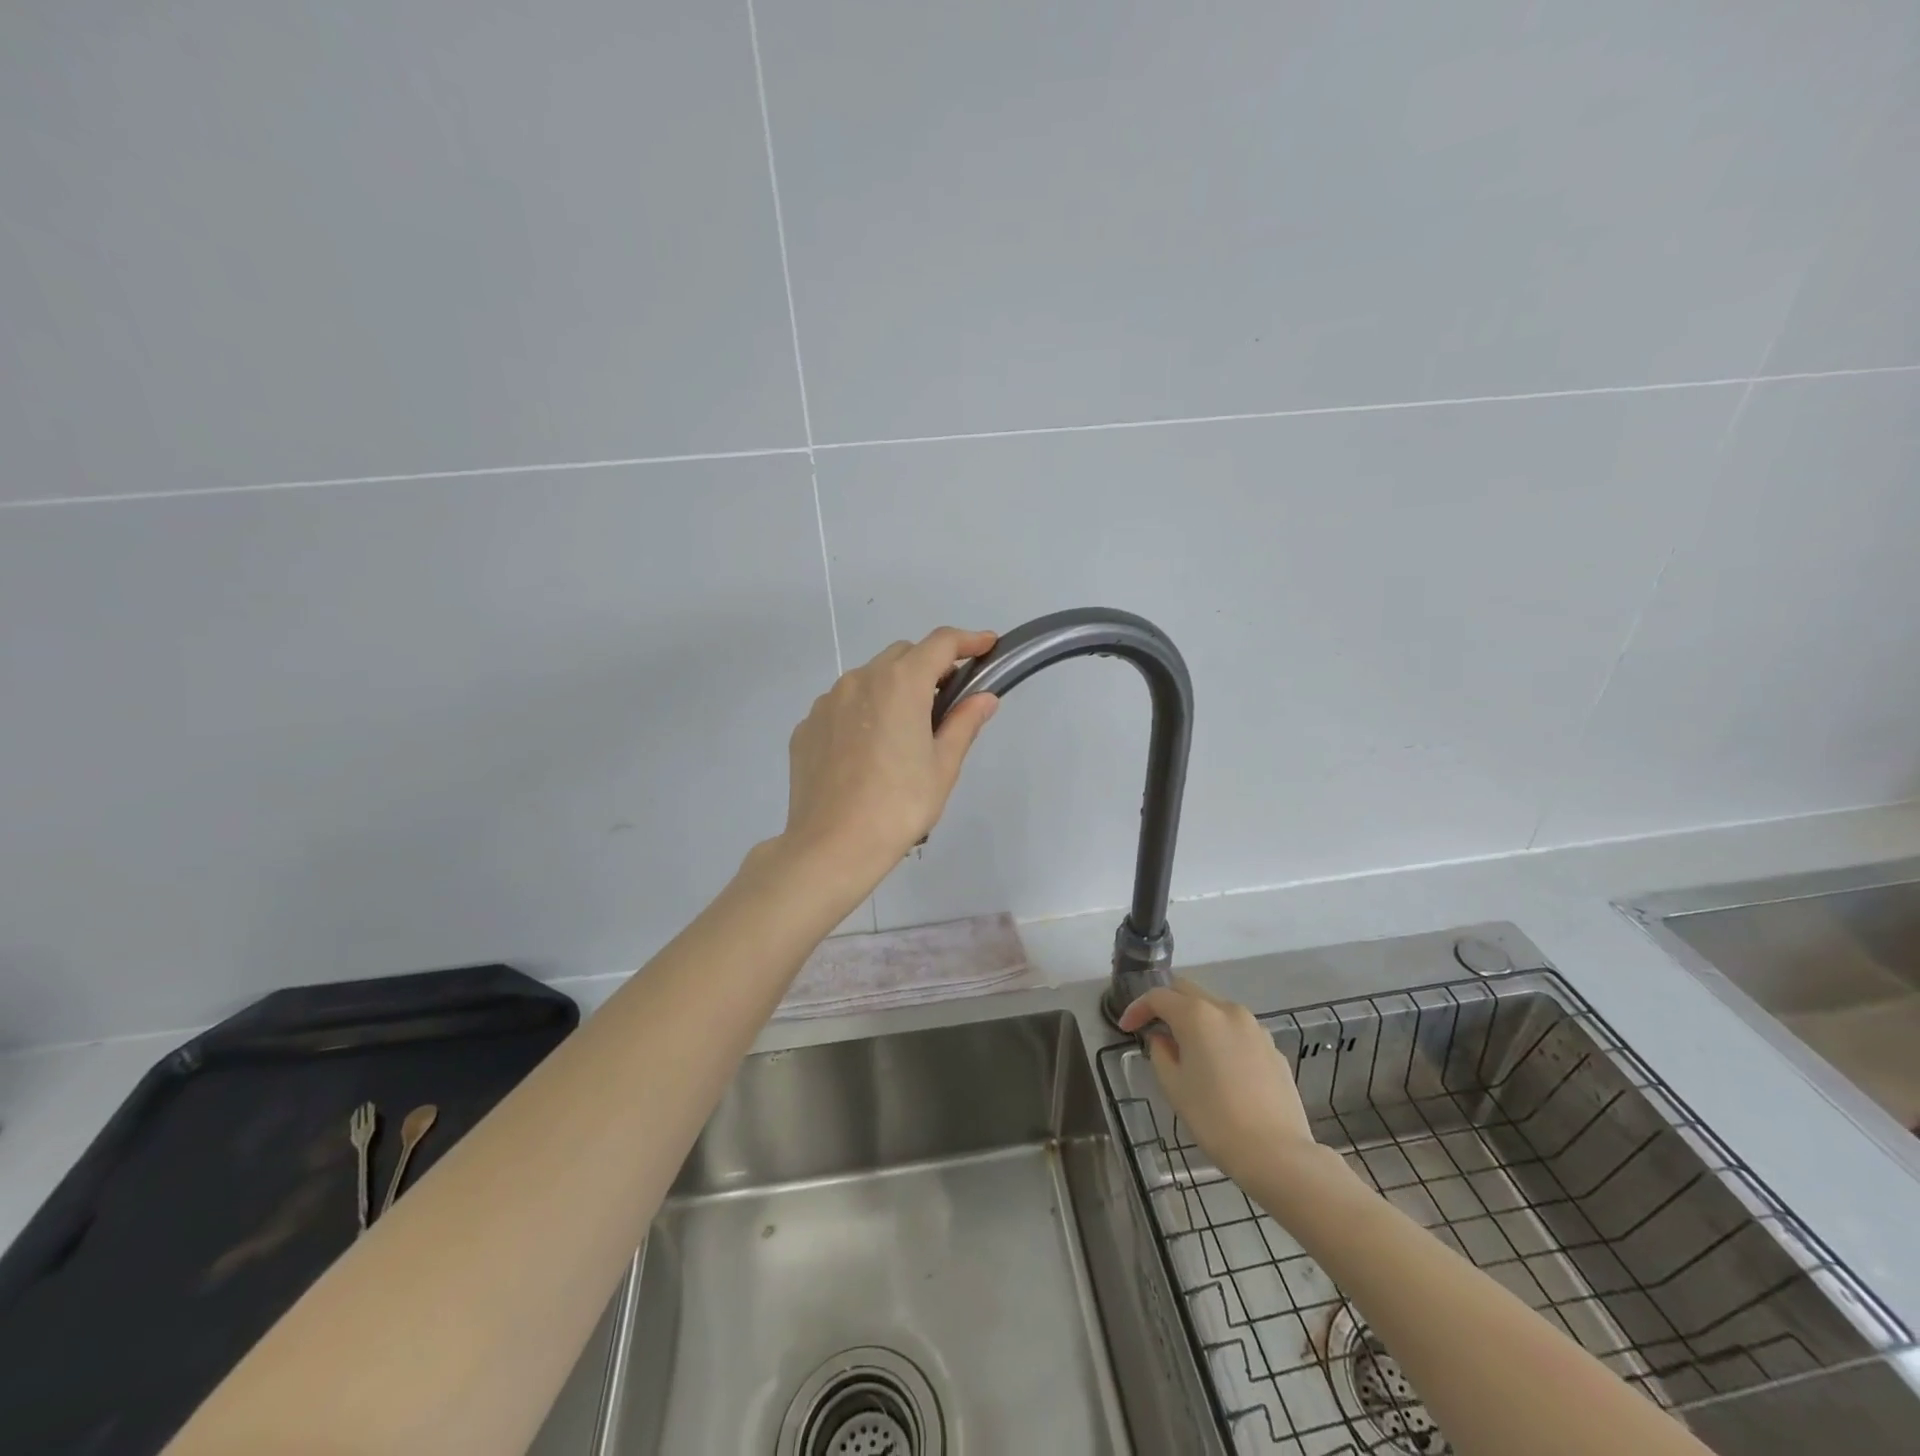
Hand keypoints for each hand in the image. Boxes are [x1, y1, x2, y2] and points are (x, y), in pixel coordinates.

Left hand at [781, 627, 999, 882]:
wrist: (831, 846)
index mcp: (900, 684)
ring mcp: (827, 702)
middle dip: (928, 666)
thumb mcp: (943, 767)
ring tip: (903, 731)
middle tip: (947, 699)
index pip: (940, 643)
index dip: (968, 640)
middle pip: (902, 656)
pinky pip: (841, 706)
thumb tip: (984, 697)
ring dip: (892, 689)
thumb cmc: (899, 806)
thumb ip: (963, 723)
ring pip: (868, 679)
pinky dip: (862, 712)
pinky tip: (868, 751)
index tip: (987, 645)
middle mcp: (859, 680)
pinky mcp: (806, 727)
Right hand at [1119, 980, 1315, 1185]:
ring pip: (1215, 1008)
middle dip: (1166, 1004)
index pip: (1158, 997)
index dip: (1137, 1009)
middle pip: (1188, 991)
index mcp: (1197, 1015)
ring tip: (1187, 1049)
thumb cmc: (1214, 1119)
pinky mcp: (1272, 1047)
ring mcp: (1254, 1027)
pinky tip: (1219, 1067)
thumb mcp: (1174, 1087)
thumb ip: (1160, 1053)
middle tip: (1152, 1027)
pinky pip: (1238, 1031)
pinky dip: (1221, 1037)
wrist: (1277, 1153)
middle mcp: (1227, 1010)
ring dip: (1195, 1019)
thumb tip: (1163, 1039)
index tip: (1126, 1028)